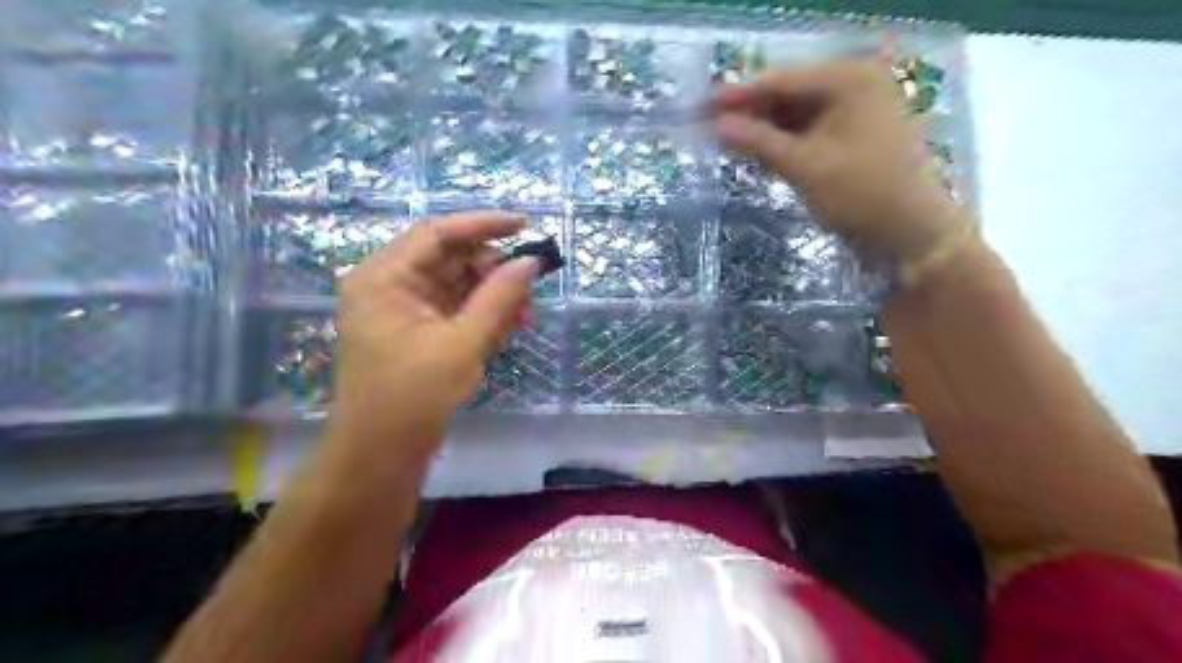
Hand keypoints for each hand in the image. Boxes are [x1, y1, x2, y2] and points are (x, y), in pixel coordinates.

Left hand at [321, 212, 539, 481]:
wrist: (380, 454)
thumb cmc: (413, 396)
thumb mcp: (462, 344)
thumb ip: (499, 298)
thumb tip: (531, 262)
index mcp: (384, 277)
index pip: (438, 233)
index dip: (484, 225)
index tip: (525, 225)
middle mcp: (388, 284)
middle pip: (448, 257)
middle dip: (492, 270)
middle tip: (528, 290)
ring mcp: (400, 308)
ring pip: (455, 283)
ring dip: (491, 295)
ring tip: (522, 317)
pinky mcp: (413, 329)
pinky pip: (453, 307)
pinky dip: (480, 313)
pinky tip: (503, 329)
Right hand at [715, 57, 963, 266]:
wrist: (911, 234)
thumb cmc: (862, 194)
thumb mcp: (805, 166)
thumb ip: (759, 141)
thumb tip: (717, 125)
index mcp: (849, 79)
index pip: (781, 81)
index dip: (737, 95)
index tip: (699, 106)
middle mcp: (852, 86)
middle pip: (786, 95)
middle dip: (746, 113)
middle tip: (704, 125)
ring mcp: (852, 112)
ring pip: (793, 115)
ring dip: (760, 129)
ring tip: (719, 141)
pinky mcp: (848, 137)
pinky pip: (805, 132)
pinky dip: (779, 143)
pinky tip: (750, 151)